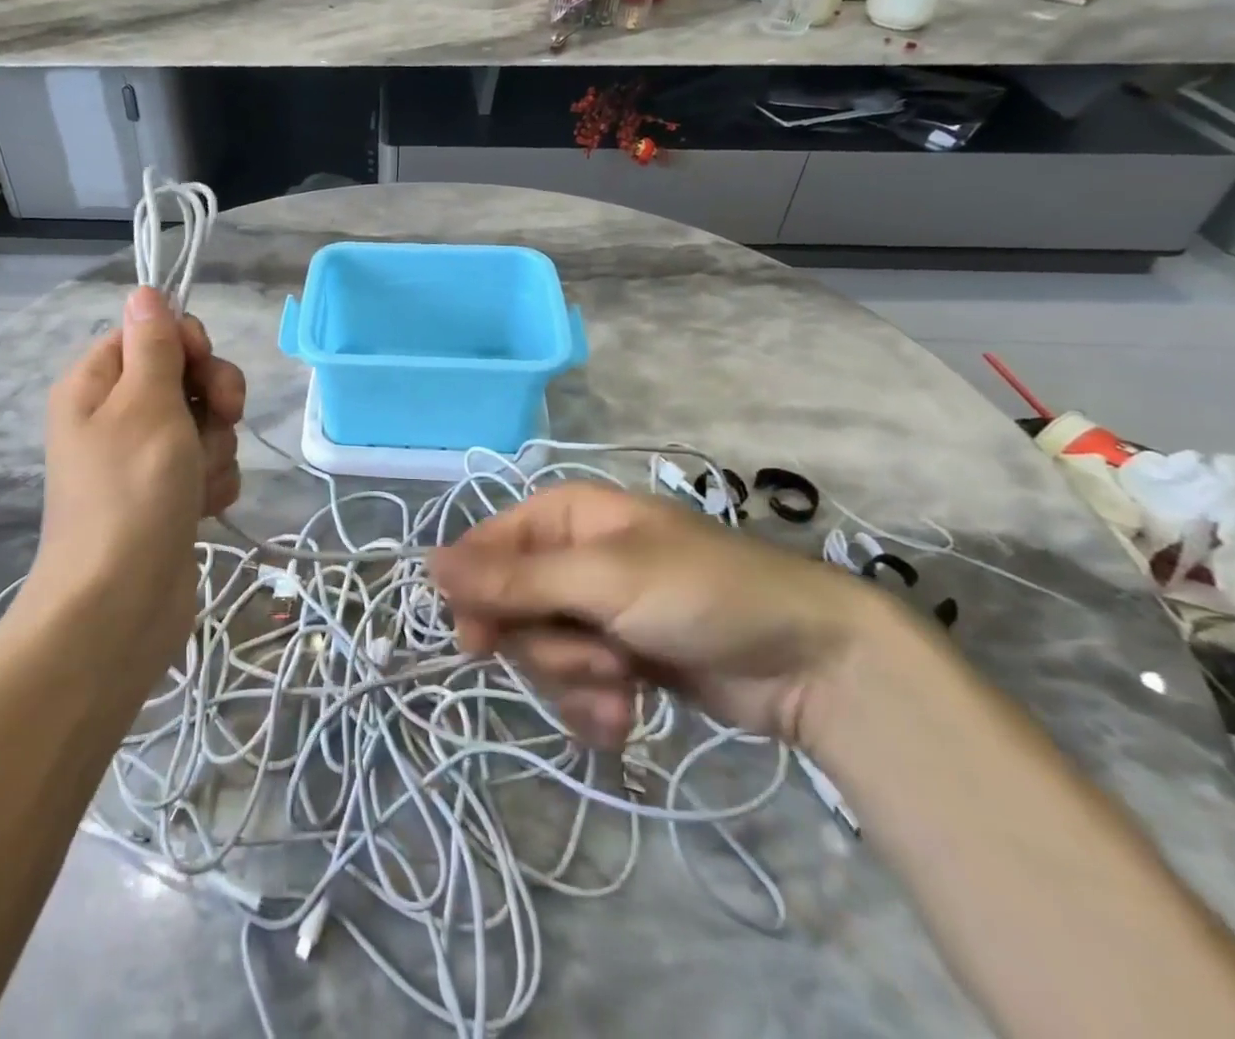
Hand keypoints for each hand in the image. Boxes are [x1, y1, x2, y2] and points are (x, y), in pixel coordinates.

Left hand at [25, 288, 245, 670]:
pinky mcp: (169, 496)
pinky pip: (206, 465)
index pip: (150, 332)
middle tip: (221, 418)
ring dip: (215, 447)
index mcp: (96, 384)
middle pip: (185, 376)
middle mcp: (117, 416)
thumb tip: (145, 291)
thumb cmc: (132, 491)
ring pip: (205, 423)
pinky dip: (212, 482)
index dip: (186, 343)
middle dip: (213, 398)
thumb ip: (153, 343)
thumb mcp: (145, 402)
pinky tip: (203, 507)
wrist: (121, 605)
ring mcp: (144, 459)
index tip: (203, 367)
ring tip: (196, 481)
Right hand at [430, 484, 876, 749]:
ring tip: (626, 686)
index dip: (476, 596)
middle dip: (548, 647)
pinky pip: (572, 686)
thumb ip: (514, 579)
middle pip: (509, 610)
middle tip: (599, 657)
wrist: (808, 661)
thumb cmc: (702, 593)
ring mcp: (592, 611)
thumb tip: (426, 564)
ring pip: (539, 654)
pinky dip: (594, 706)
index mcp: (562, 518)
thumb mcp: (604, 580)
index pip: (485, 551)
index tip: (480, 642)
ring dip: (577, 680)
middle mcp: (569, 559)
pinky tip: (628, 716)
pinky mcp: (615, 659)